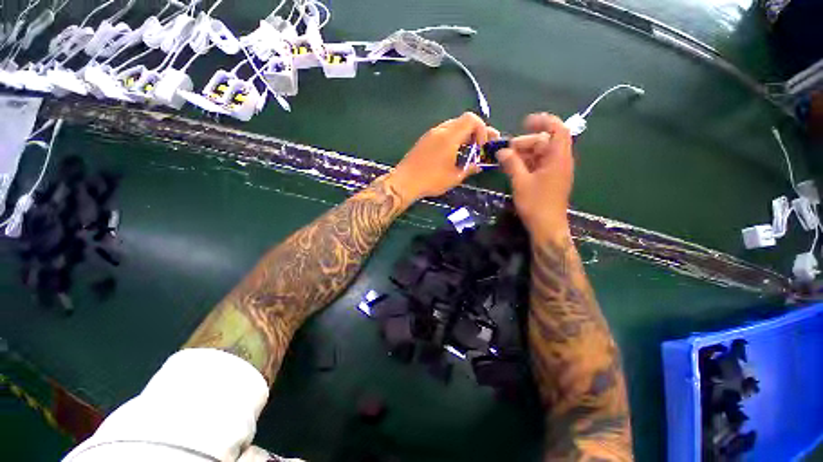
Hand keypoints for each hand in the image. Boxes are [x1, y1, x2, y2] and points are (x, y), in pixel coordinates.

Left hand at [386, 112, 498, 205]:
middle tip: (478, 148)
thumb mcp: (454, 177)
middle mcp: (440, 130)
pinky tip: (451, 154)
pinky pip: (442, 133)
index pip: (471, 119)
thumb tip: (478, 166)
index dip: (482, 130)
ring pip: (452, 127)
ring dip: (462, 136)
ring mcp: (430, 134)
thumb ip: (469, 169)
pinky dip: (452, 139)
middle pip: (462, 121)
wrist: (404, 182)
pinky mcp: (424, 140)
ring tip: (466, 152)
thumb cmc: (431, 180)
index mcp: (449, 136)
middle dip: (474, 133)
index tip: (481, 146)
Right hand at [496, 113, 573, 241]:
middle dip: (526, 142)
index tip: (525, 122)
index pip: (557, 130)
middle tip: (507, 150)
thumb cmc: (536, 203)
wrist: (547, 226)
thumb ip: (512, 163)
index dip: (543, 122)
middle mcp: (560, 161)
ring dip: (524, 154)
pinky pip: (539, 165)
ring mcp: (556, 171)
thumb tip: (502, 151)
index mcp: (558, 158)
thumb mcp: (520, 181)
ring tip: (507, 160)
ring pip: (541, 154)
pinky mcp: (550, 180)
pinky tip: (514, 168)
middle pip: (545, 142)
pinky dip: (527, 163)